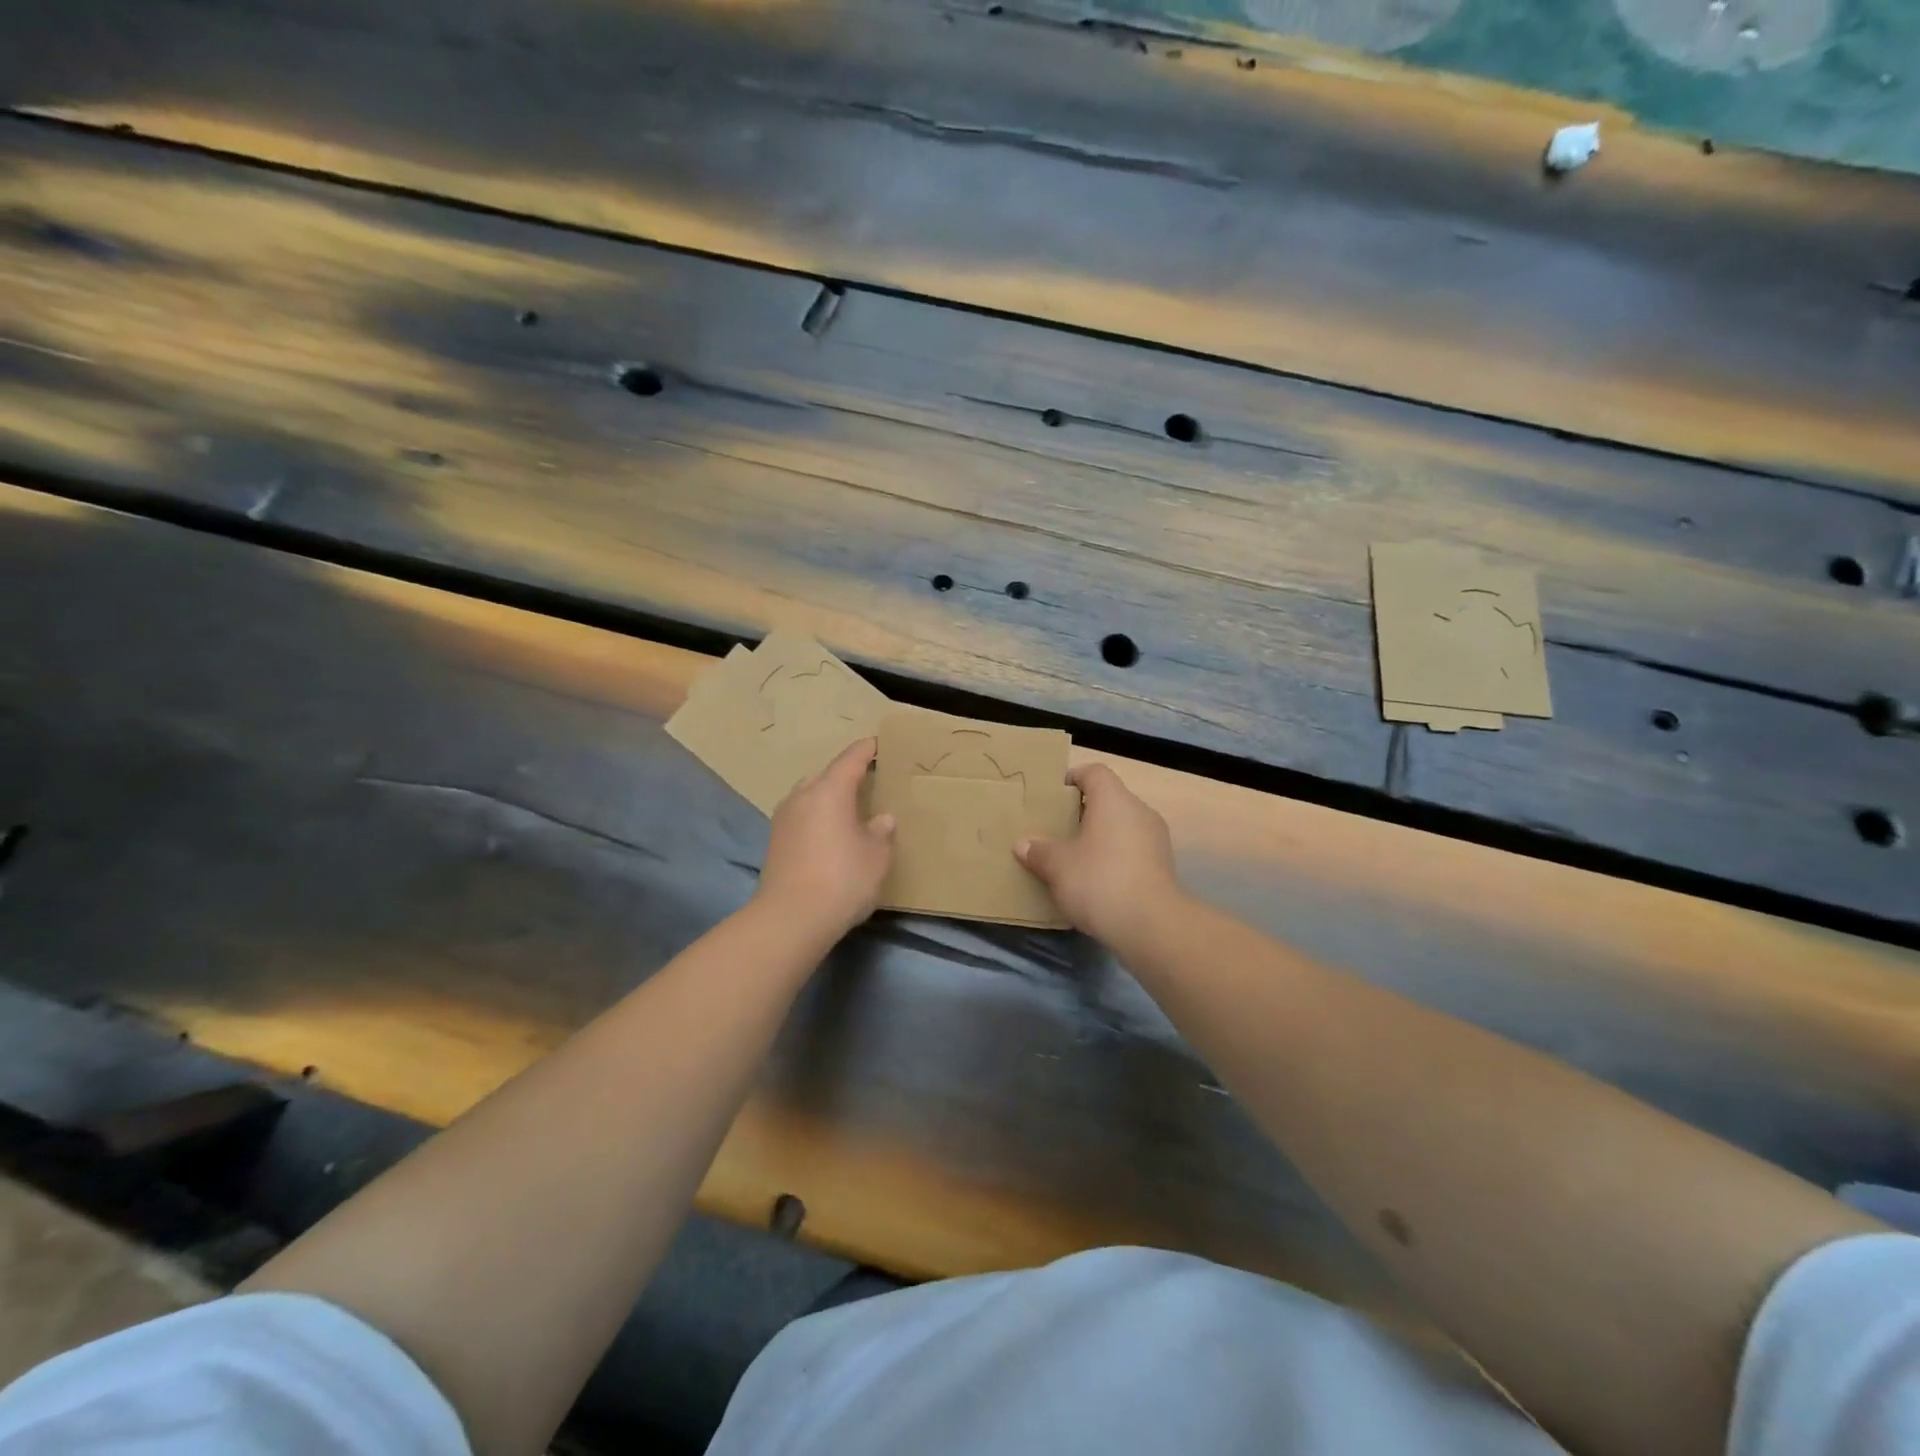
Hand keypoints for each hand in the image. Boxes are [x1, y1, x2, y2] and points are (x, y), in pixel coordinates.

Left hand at [756, 738, 895, 937]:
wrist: (790, 919)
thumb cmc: (842, 879)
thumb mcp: (877, 856)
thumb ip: (881, 832)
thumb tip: (881, 819)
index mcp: (830, 789)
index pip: (851, 758)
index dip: (867, 750)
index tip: (878, 744)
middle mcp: (802, 796)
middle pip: (826, 775)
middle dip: (846, 775)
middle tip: (868, 783)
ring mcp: (783, 818)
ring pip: (810, 796)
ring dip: (828, 798)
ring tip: (848, 811)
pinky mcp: (775, 842)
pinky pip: (801, 817)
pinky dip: (817, 819)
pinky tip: (829, 836)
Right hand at [1016, 762, 1181, 946]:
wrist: (1151, 926)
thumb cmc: (1099, 880)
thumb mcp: (1058, 866)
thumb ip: (1039, 851)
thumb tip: (1023, 845)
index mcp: (1114, 799)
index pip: (1094, 772)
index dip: (1072, 778)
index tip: (1052, 797)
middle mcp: (1139, 811)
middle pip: (1109, 800)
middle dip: (1082, 813)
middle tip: (1057, 829)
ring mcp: (1156, 839)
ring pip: (1121, 827)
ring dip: (1099, 838)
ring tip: (1074, 858)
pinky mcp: (1163, 867)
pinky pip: (1132, 851)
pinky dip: (1114, 858)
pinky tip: (1095, 881)